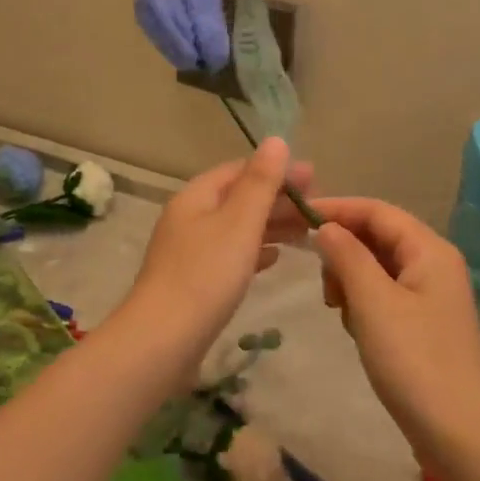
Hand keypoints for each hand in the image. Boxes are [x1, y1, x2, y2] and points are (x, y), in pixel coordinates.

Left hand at [125, 138, 314, 348]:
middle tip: (317, 207)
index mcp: (196, 197)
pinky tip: (274, 258)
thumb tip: (276, 140)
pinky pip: (230, 255)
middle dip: (276, 199)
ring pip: (236, 228)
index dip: (276, 171)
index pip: (239, 170)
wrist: (162, 340)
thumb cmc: (205, 275)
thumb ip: (260, 183)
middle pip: (237, 199)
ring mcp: (189, 251)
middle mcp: (189, 218)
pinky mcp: (194, 281)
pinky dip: (254, 251)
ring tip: (306, 231)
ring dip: (269, 225)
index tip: (314, 178)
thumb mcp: (239, 223)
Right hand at [310, 197, 479, 451]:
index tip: (296, 219)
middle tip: (323, 285)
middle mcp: (434, 264)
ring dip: (351, 281)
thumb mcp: (373, 303)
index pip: (376, 210)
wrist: (460, 436)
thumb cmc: (414, 362)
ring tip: (340, 312)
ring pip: (377, 267)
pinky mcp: (424, 324)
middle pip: (378, 236)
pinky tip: (357, 330)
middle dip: (344, 252)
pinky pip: (385, 295)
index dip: (336, 209)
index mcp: (429, 250)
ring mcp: (431, 296)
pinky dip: (364, 303)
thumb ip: (347, 256)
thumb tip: (326, 228)